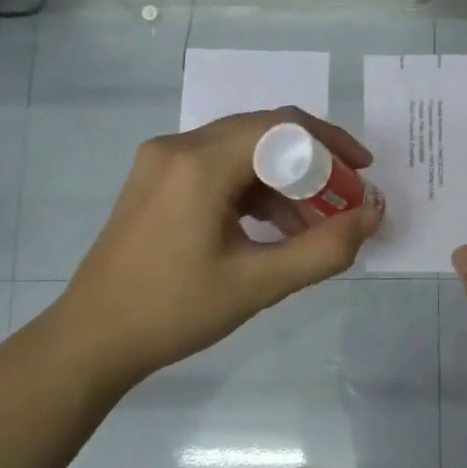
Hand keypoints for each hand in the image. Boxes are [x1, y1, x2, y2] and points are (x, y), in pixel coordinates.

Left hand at [43, 107, 383, 394]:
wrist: (92, 339)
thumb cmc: (174, 312)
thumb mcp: (258, 284)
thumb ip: (324, 248)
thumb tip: (373, 215)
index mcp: (199, 164)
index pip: (282, 128)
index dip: (332, 146)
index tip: (363, 177)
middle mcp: (178, 147)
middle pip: (264, 133)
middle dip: (313, 163)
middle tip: (346, 200)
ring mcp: (162, 162)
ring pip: (242, 152)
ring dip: (284, 182)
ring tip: (314, 227)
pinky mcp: (157, 181)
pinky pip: (219, 169)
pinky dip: (254, 192)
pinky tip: (273, 230)